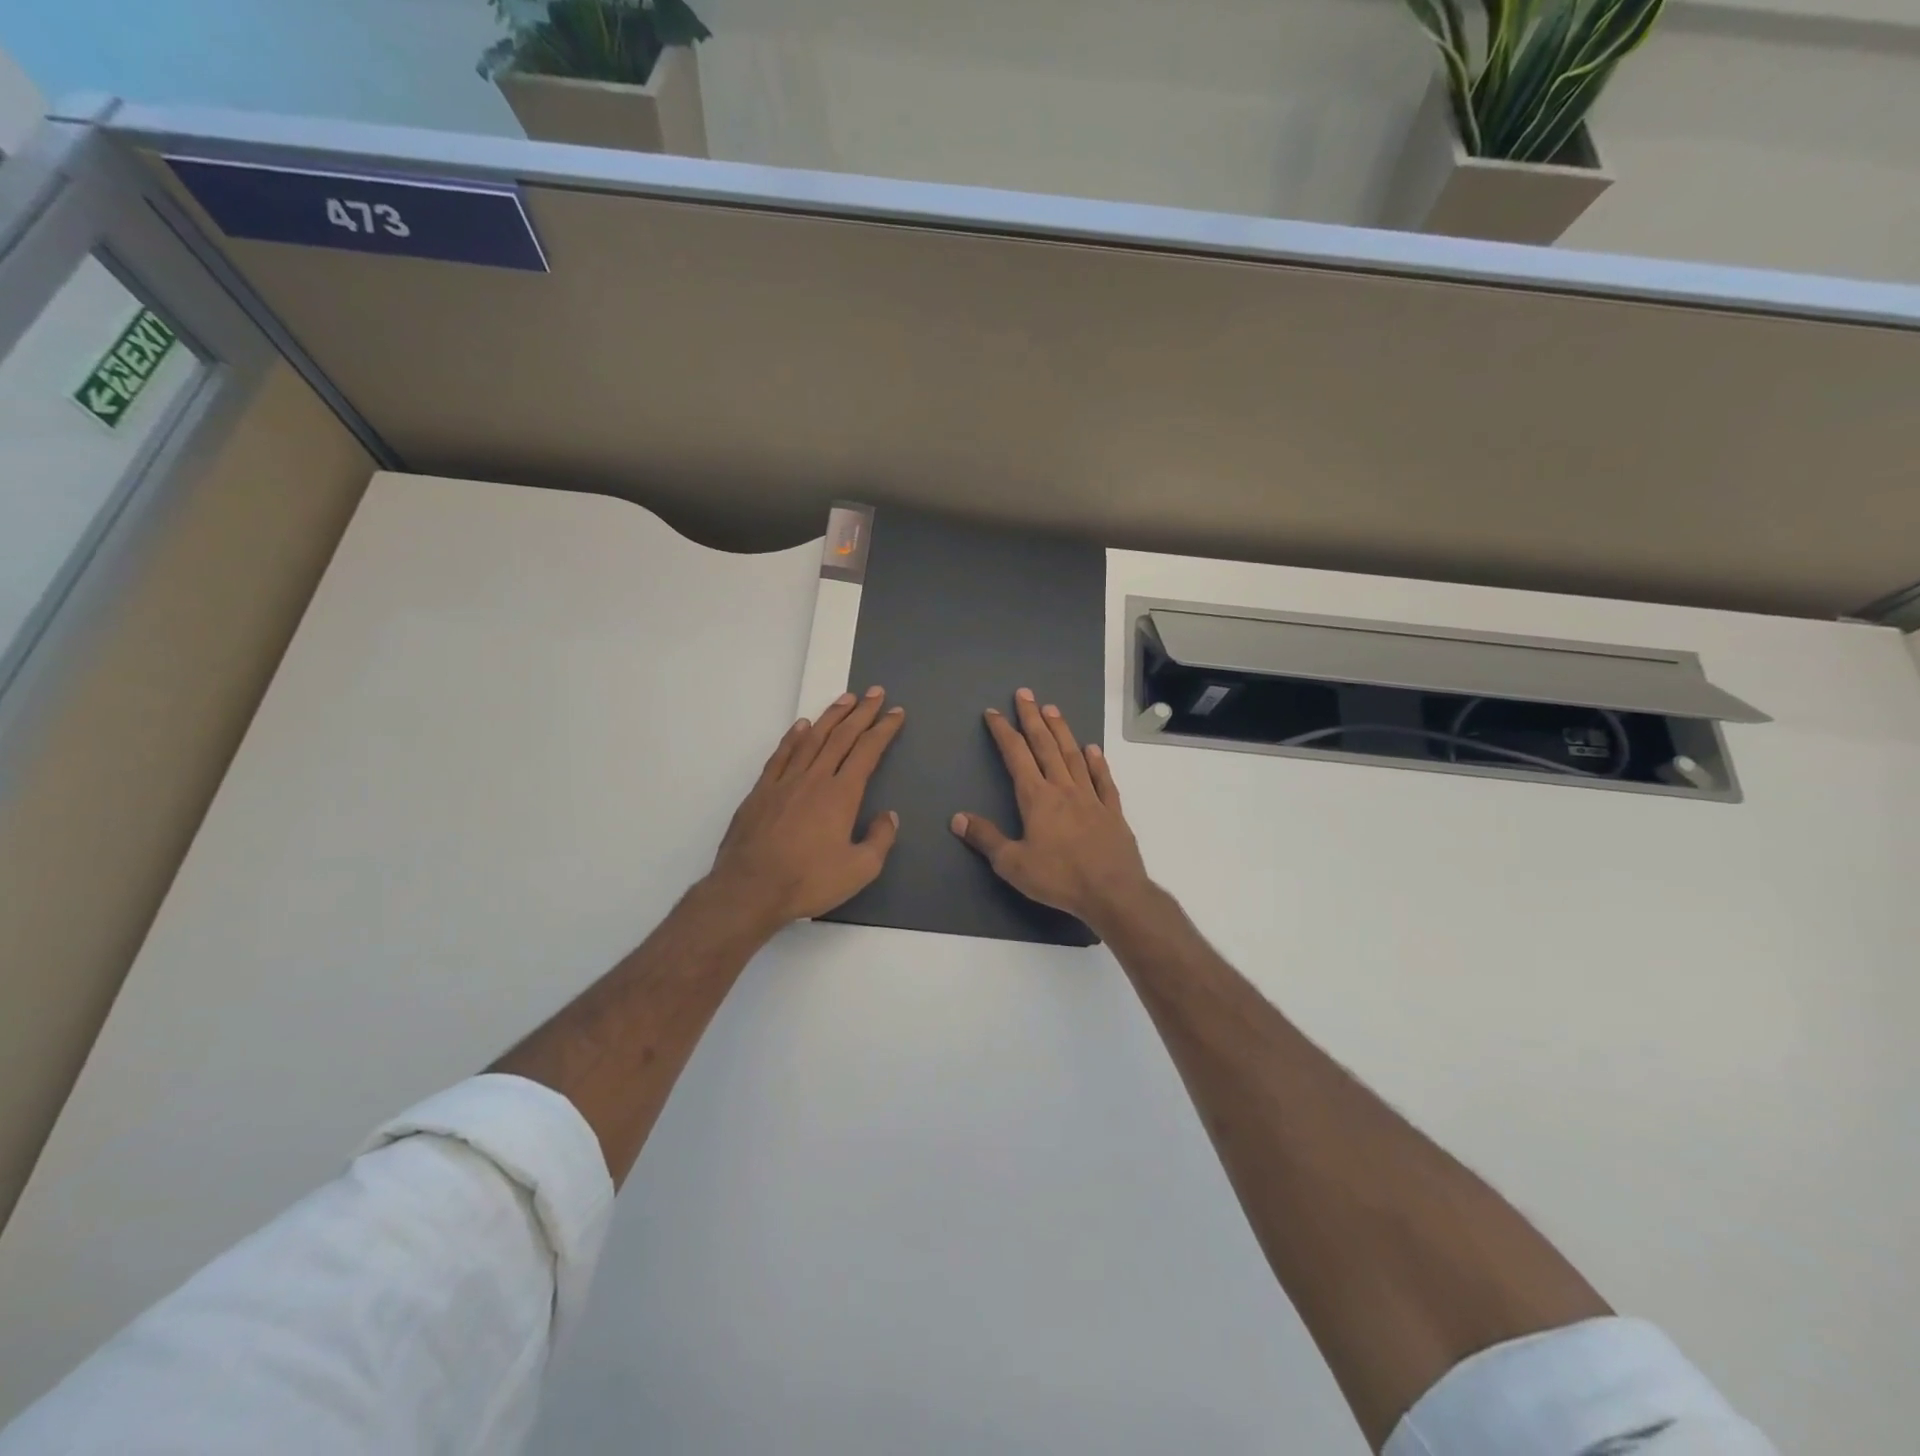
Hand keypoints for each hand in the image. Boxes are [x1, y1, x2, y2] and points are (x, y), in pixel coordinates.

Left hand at [707, 687, 904, 934]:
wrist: (750, 889)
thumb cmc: (808, 881)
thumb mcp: (859, 869)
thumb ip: (879, 839)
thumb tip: (889, 816)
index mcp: (841, 794)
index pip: (868, 751)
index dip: (884, 729)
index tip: (895, 713)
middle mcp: (814, 778)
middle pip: (842, 736)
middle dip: (861, 712)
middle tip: (875, 692)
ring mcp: (784, 782)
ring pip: (811, 739)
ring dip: (830, 716)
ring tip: (844, 699)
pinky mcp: (760, 791)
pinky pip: (781, 755)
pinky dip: (793, 737)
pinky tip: (801, 726)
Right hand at [951, 688, 1150, 933]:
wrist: (1113, 892)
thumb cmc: (1059, 878)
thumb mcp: (1012, 864)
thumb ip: (986, 838)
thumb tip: (957, 818)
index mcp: (1037, 798)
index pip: (1016, 756)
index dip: (1003, 732)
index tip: (993, 713)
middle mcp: (1064, 789)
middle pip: (1046, 746)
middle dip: (1032, 718)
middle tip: (1025, 693)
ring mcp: (1091, 797)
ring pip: (1073, 755)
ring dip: (1061, 731)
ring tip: (1052, 709)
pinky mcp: (1113, 811)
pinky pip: (1103, 780)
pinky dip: (1097, 762)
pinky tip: (1092, 749)